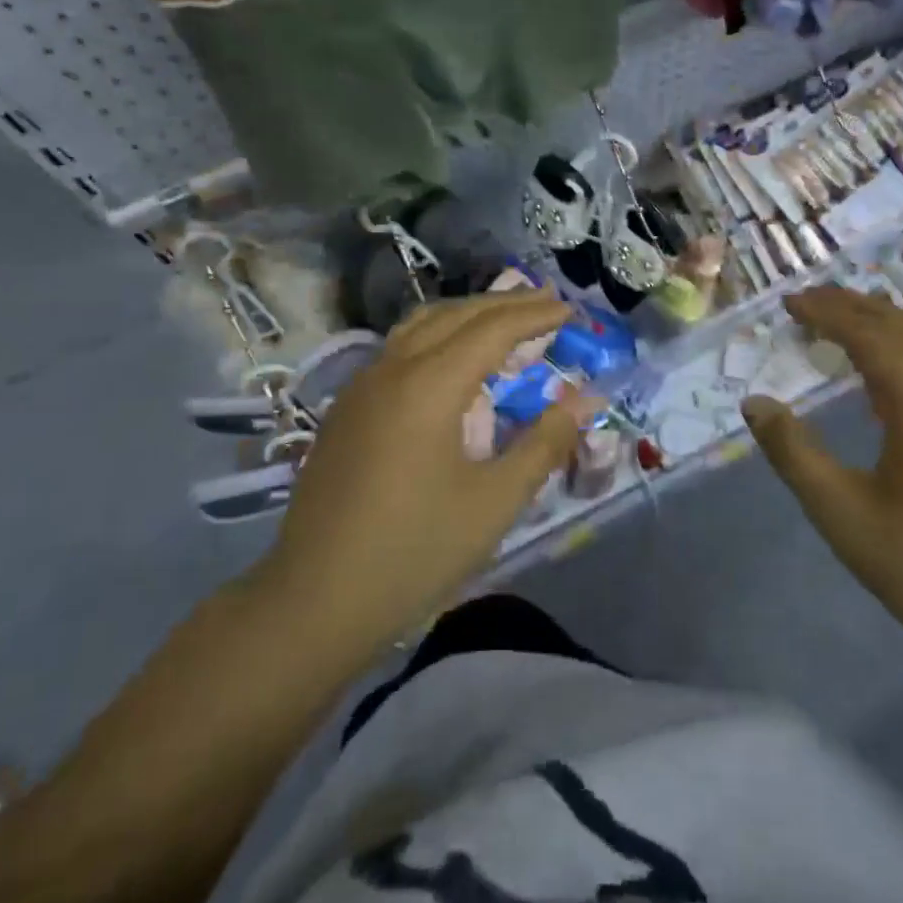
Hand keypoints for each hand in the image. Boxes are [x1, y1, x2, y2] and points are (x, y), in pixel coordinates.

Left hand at [263, 290, 598, 660]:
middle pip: (455, 315)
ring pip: (420, 326)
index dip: (535, 316)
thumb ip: (544, 443)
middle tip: (546, 301)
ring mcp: (361, 387)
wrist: (315, 600)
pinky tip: (451, 361)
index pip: (492, 330)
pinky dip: (438, 336)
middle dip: (504, 304)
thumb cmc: (415, 551)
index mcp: (428, 386)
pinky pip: (399, 349)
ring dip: (467, 314)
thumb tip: (587, 398)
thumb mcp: (495, 501)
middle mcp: (391, 370)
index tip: (570, 311)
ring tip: (504, 319)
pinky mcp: (346, 409)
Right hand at [741, 287, 902, 688]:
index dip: (827, 313)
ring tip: (840, 321)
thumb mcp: (842, 512)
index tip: (788, 302)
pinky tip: (882, 375)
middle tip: (806, 301)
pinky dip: (902, 351)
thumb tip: (755, 403)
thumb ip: (794, 452)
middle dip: (853, 307)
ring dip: (882, 324)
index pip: (870, 335)